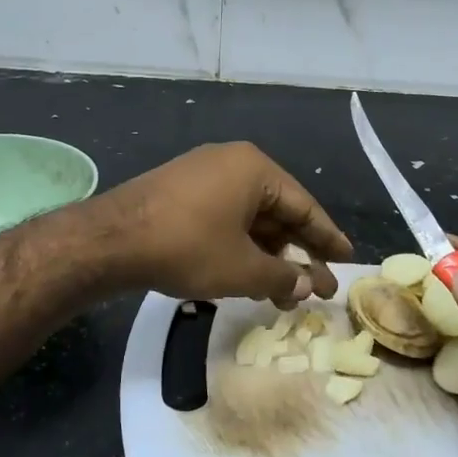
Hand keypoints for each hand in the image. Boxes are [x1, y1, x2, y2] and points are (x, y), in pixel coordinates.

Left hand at [92, 143, 351, 306]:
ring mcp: (202, 174)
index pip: (305, 206)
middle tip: (314, 287)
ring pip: (249, 217)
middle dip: (295, 252)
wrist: (110, 240)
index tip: (347, 260)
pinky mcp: (180, 190)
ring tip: (281, 293)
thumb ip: (283, 276)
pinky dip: (240, 245)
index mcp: (254, 169)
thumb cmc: (187, 247)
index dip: (327, 238)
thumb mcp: (242, 268)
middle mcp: (232, 162)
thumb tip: (309, 285)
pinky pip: (224, 216)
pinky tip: (247, 274)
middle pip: (277, 210)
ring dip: (267, 254)